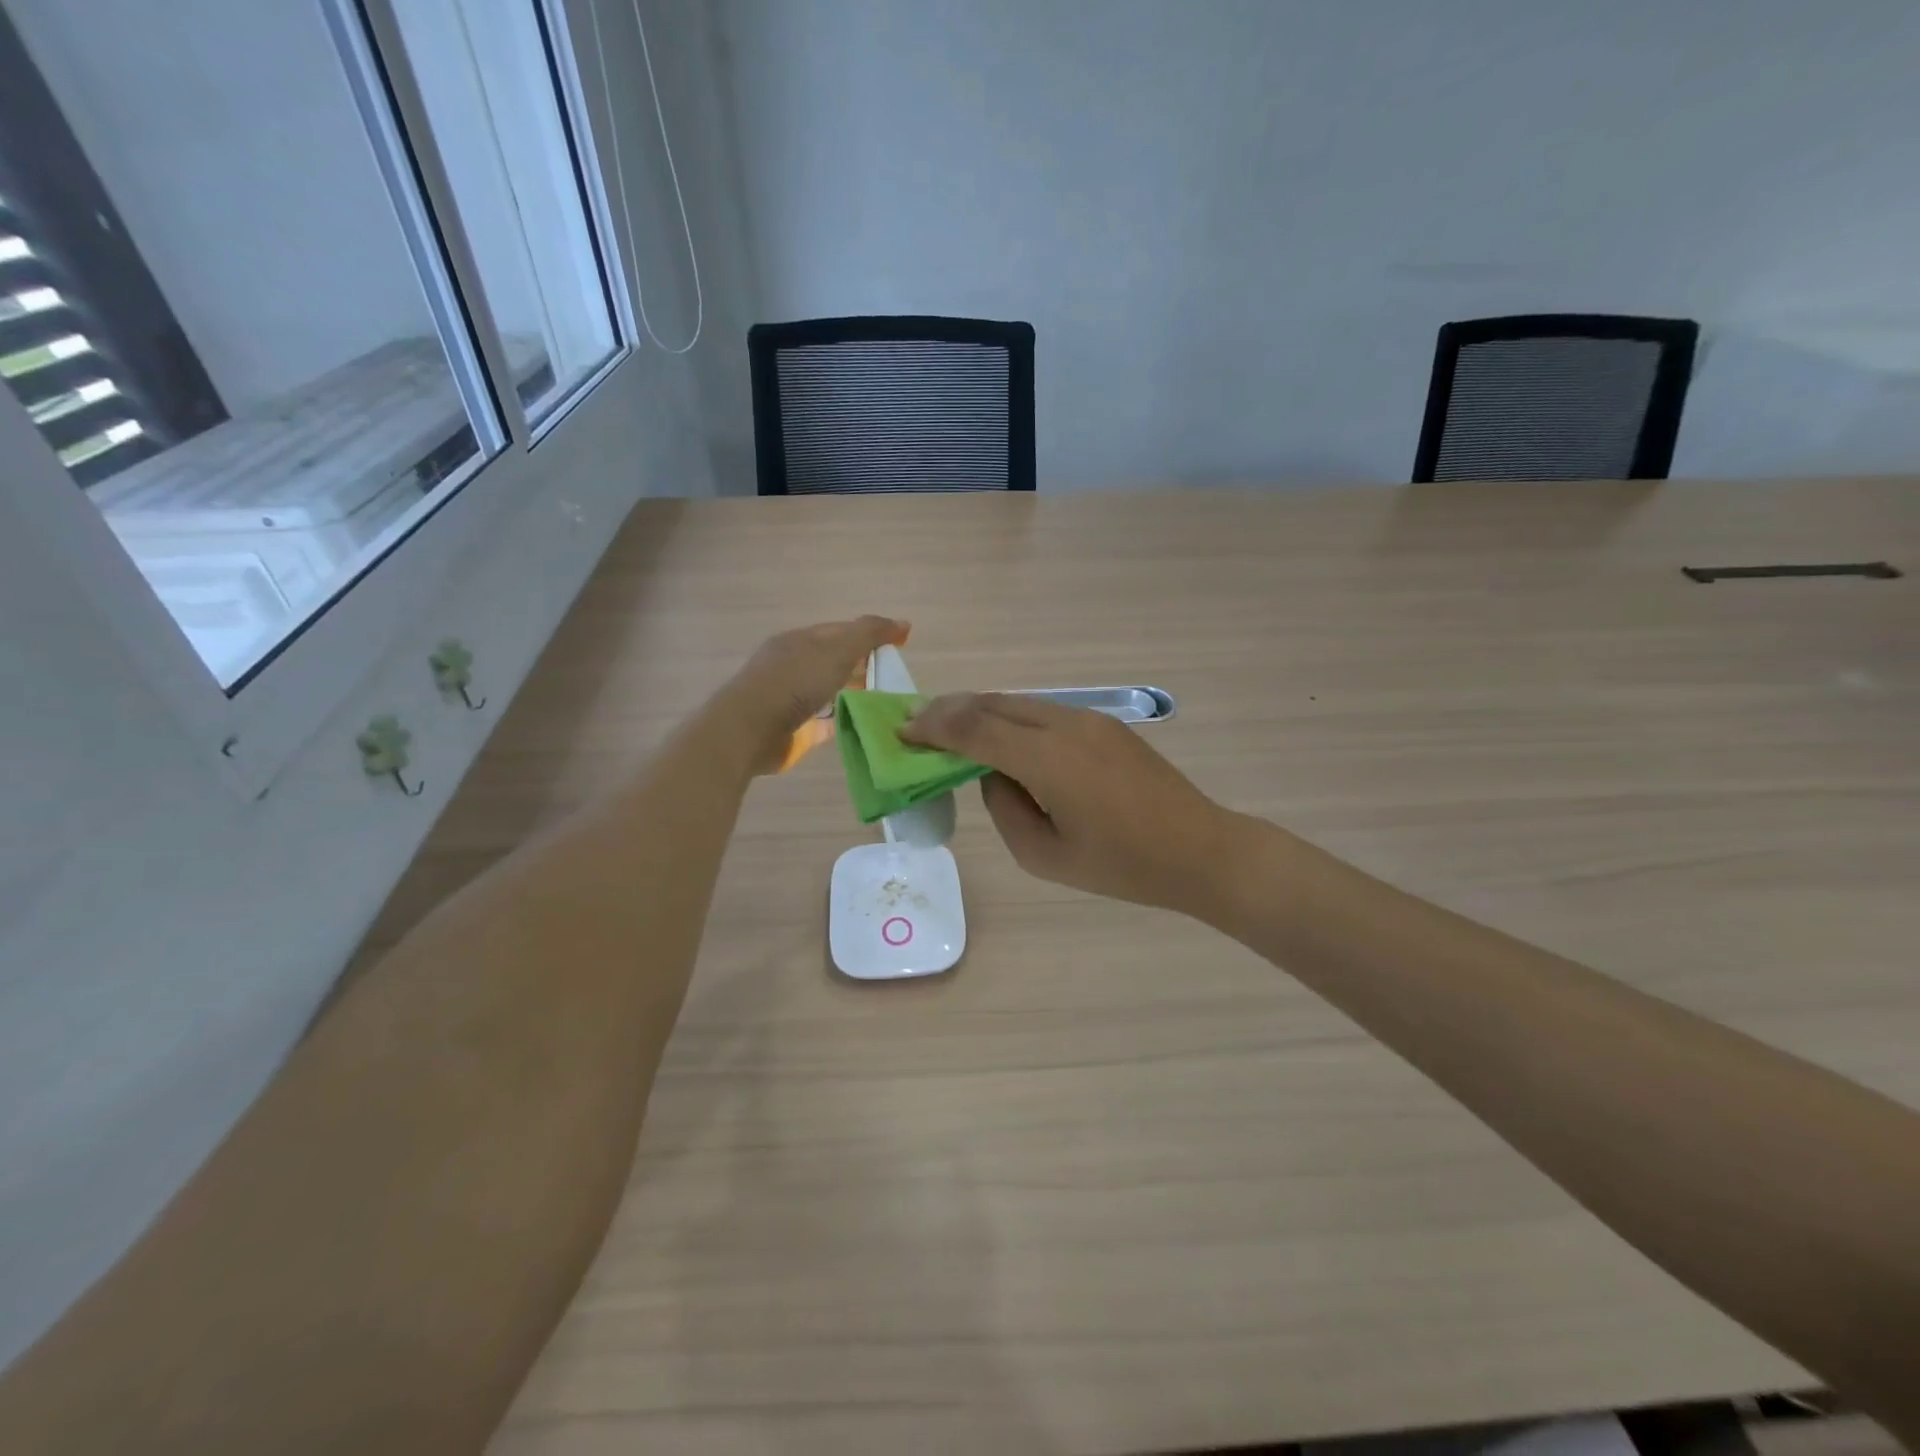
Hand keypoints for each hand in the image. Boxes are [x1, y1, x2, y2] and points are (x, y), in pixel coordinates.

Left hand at [722, 616, 909, 774]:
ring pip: (829, 692)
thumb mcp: (837, 650)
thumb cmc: (794, 682)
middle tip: (895, 677)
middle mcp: (793, 666)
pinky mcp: (793, 729)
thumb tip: (904, 623)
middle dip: (863, 666)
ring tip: (886, 703)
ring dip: (854, 695)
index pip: (840, 631)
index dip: (870, 635)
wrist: (751, 729)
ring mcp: (790, 699)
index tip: (899, 646)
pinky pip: (824, 722)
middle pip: (834, 662)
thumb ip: (869, 634)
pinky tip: (864, 726)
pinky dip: (843, 721)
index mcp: (799, 641)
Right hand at [903, 693, 1240, 916]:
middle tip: (917, 725)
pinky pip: (1045, 712)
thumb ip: (1004, 809)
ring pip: (1019, 701)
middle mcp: (1065, 725)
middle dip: (949, 710)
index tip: (903, 733)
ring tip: (953, 729)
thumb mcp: (1045, 857)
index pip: (973, 728)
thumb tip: (993, 775)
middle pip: (992, 703)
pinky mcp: (1106, 724)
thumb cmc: (1122, 867)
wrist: (1200, 850)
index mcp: (1047, 760)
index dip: (932, 727)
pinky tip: (1003, 739)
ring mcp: (1089, 719)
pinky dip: (1012, 718)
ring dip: (980, 711)